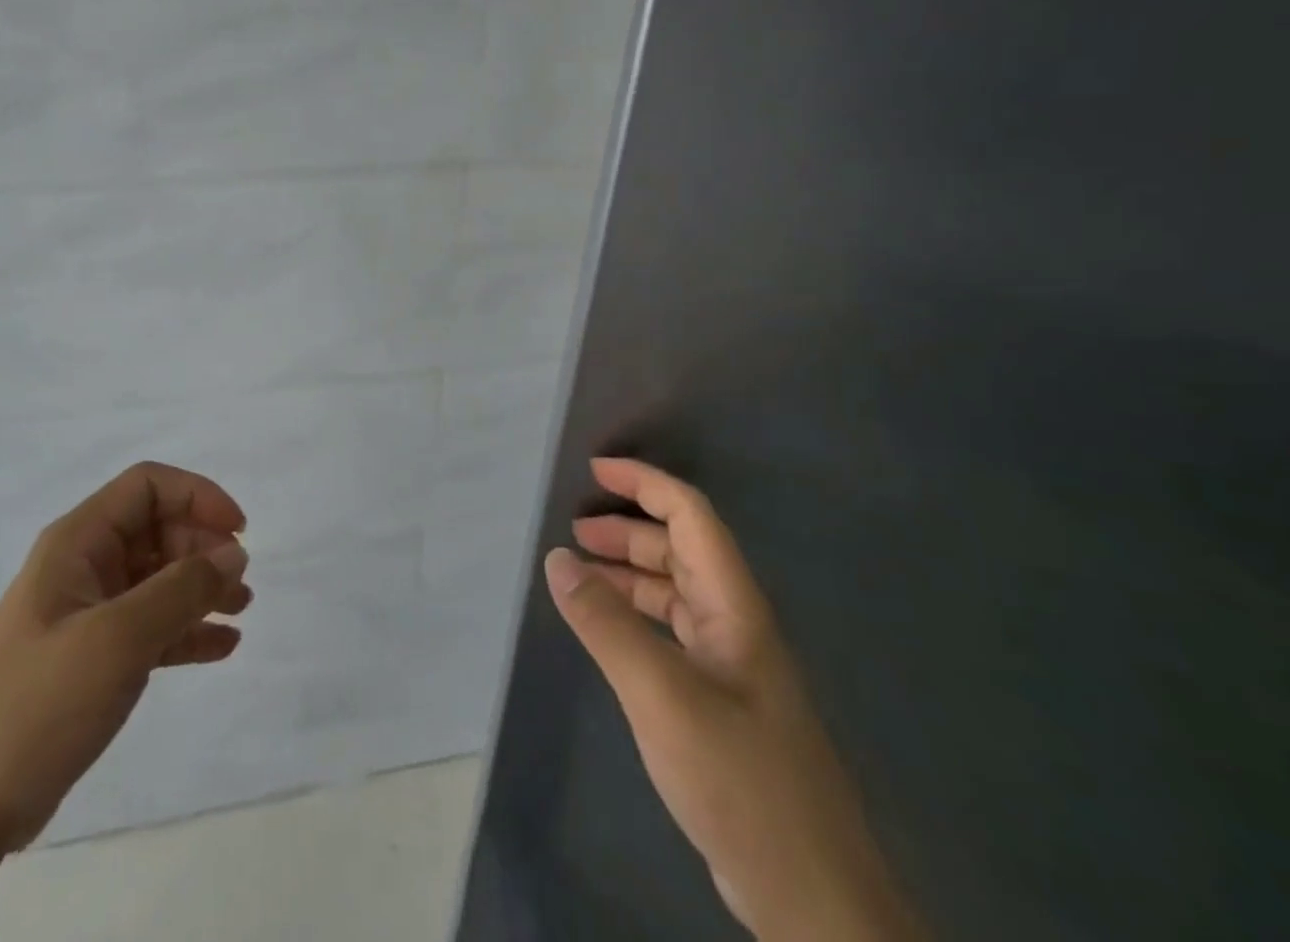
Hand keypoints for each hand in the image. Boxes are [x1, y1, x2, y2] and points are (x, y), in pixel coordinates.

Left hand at [0, 462, 251, 851]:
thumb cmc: (37, 703)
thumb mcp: (118, 638)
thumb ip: (182, 589)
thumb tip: (234, 554)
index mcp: (78, 542)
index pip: (147, 487)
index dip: (197, 496)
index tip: (238, 531)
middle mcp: (84, 566)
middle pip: (157, 529)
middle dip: (203, 547)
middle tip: (240, 583)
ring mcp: (87, 614)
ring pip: (158, 578)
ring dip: (201, 587)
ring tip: (240, 609)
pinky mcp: (92, 659)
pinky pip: (152, 627)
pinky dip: (187, 630)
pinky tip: (222, 646)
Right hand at [545, 458, 921, 941]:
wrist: (813, 900)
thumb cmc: (742, 780)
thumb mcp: (662, 695)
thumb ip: (606, 624)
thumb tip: (556, 559)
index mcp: (734, 607)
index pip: (691, 516)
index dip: (645, 483)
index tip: (593, 471)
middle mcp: (734, 624)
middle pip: (680, 549)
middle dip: (627, 528)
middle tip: (573, 530)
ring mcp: (729, 666)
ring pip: (673, 592)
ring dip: (627, 572)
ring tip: (577, 573)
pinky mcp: (719, 703)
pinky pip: (669, 633)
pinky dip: (633, 615)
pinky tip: (605, 631)